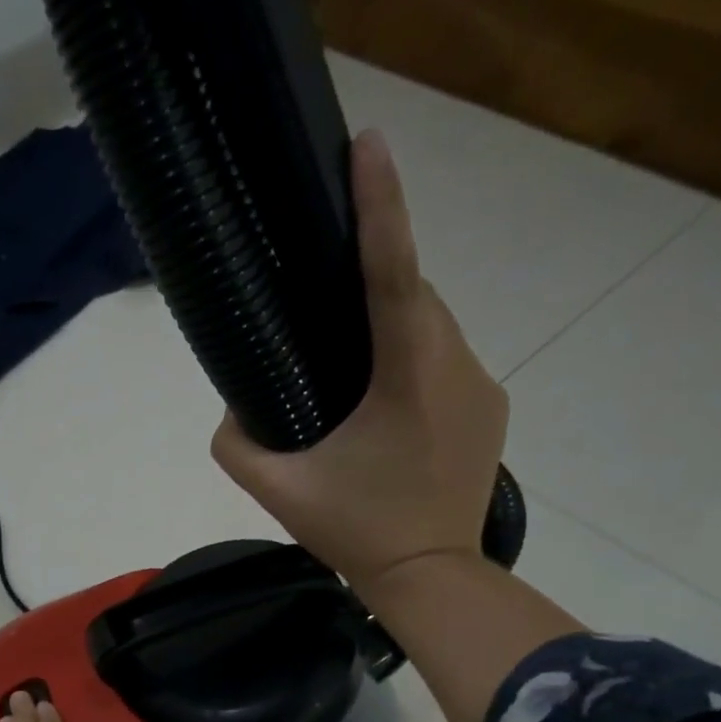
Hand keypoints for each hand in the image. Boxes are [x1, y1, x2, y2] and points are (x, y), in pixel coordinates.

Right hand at [211, 128, 508, 586]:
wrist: (430, 577)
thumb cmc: (356, 531)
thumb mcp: (280, 492)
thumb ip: (237, 446)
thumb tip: (230, 409)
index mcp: (406, 376)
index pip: (393, 273)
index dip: (380, 206)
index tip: (368, 144)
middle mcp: (455, 365)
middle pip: (416, 296)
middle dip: (377, 282)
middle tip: (329, 300)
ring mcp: (482, 387)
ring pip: (434, 329)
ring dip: (395, 328)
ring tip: (352, 366)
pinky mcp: (490, 410)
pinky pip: (447, 362)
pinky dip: (415, 361)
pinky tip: (386, 404)